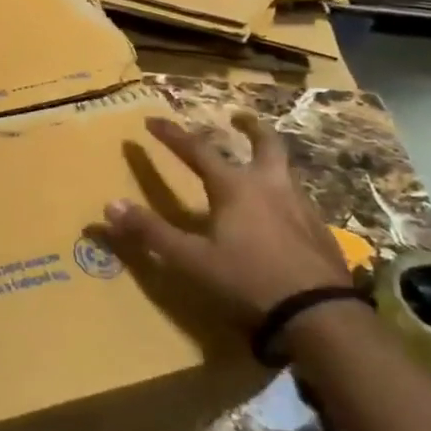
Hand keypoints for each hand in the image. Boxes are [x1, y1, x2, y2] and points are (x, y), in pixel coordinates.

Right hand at [101, 111, 349, 339]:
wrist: (320, 314)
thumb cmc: (248, 279)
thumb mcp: (191, 259)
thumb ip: (151, 232)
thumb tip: (110, 206)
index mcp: (235, 187)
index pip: (197, 150)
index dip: (172, 135)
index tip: (152, 121)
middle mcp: (270, 186)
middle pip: (265, 144)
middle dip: (250, 128)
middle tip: (240, 116)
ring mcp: (300, 206)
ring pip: (284, 170)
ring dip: (268, 159)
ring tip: (257, 163)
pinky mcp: (319, 230)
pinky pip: (297, 199)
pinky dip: (282, 193)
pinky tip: (278, 212)